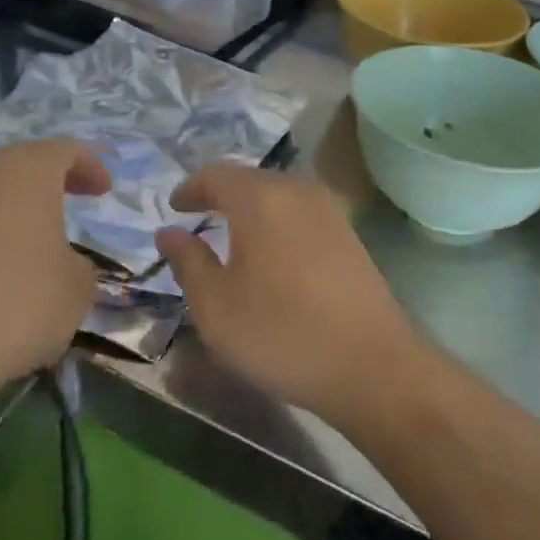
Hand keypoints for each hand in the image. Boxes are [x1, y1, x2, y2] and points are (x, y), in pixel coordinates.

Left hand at [0, 139, 108, 389]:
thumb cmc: (22, 302)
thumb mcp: (78, 285)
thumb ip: (79, 263)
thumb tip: (62, 264)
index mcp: (26, 173)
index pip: (64, 150)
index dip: (89, 165)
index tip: (104, 191)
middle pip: (23, 163)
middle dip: (52, 179)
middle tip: (76, 198)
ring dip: (18, 207)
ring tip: (39, 236)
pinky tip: (2, 268)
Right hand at [155, 165, 419, 427]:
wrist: (372, 365)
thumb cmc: (281, 333)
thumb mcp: (216, 306)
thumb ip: (188, 261)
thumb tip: (168, 231)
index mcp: (259, 198)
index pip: (215, 174)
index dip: (190, 189)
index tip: (174, 208)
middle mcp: (296, 190)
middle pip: (249, 179)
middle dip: (220, 194)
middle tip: (199, 217)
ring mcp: (329, 210)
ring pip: (278, 193)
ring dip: (251, 207)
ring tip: (233, 235)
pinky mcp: (349, 233)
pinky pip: (300, 212)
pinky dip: (277, 221)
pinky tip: (273, 252)